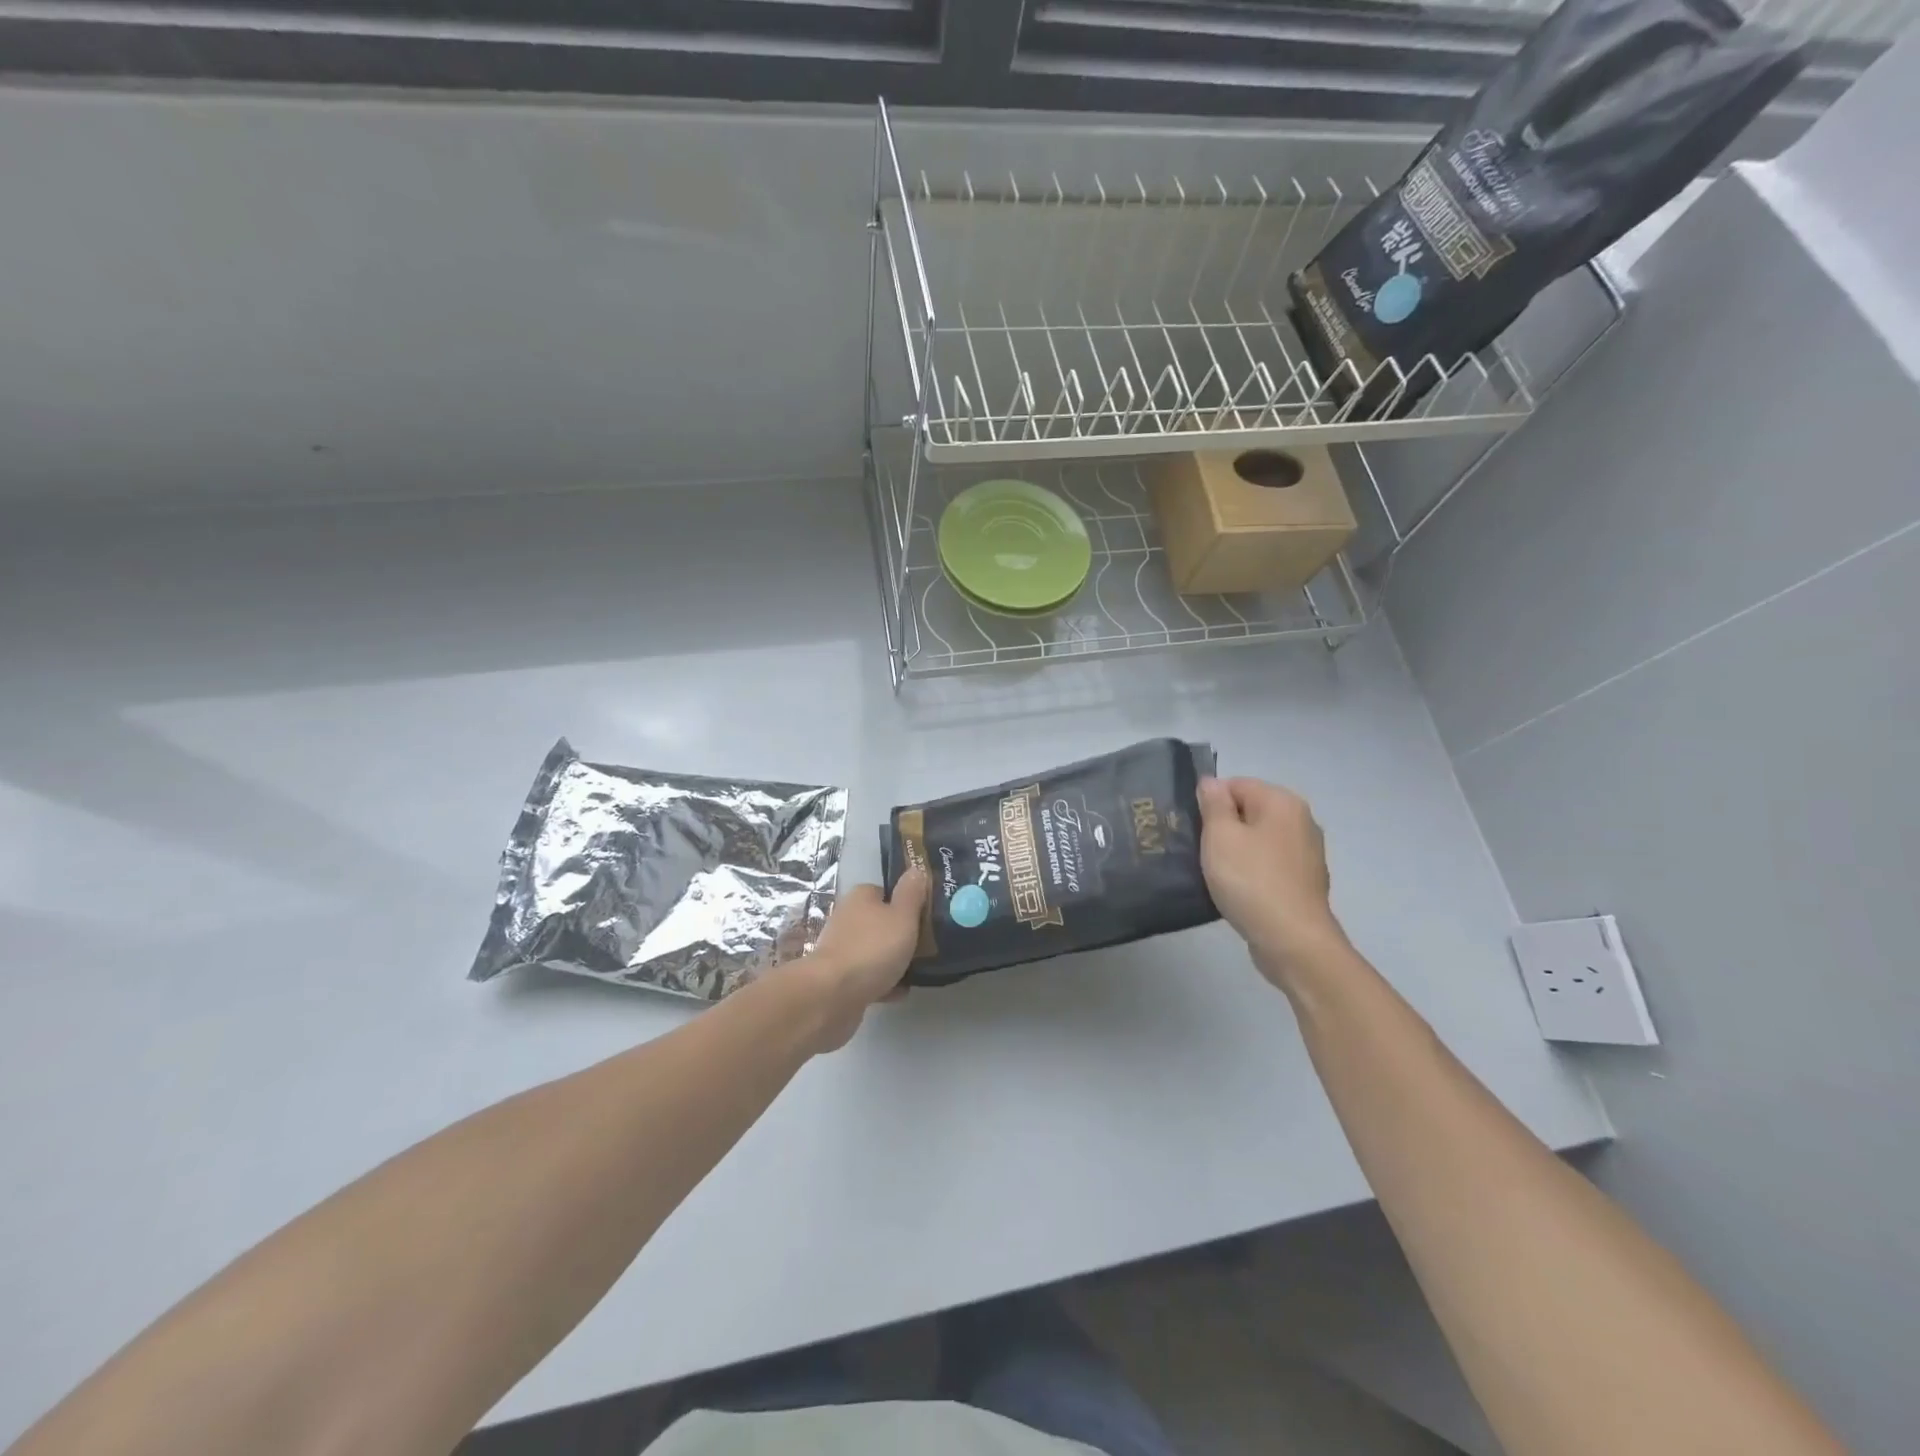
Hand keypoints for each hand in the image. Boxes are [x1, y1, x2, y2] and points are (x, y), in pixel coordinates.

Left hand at [793, 869, 928, 1051]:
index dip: (906, 902)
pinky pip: (868, 976)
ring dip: (893, 960)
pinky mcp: (839, 978)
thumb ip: (911, 893)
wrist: (833, 995)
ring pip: (874, 950)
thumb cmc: (872, 948)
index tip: (926, 917)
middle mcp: (847, 918)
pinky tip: (900, 992)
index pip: (886, 892)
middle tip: (927, 945)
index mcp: (861, 897)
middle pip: (881, 922)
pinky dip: (883, 983)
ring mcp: (841, 949)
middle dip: (901, 934)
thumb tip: (916, 870)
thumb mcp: (902, 916)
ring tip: (918, 970)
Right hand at [1196, 777, 1348, 987]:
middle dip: (1222, 827)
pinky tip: (1236, 891)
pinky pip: (1268, 866)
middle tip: (1198, 851)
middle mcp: (1301, 821)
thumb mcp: (1220, 836)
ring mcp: (1306, 854)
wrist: (1293, 942)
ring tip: (1213, 873)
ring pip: (1257, 840)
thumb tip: (1211, 783)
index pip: (1235, 784)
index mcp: (1283, 802)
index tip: (1193, 830)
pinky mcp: (1303, 883)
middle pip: (1248, 811)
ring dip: (1235, 852)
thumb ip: (1213, 804)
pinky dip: (1250, 873)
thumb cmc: (1252, 881)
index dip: (1209, 804)